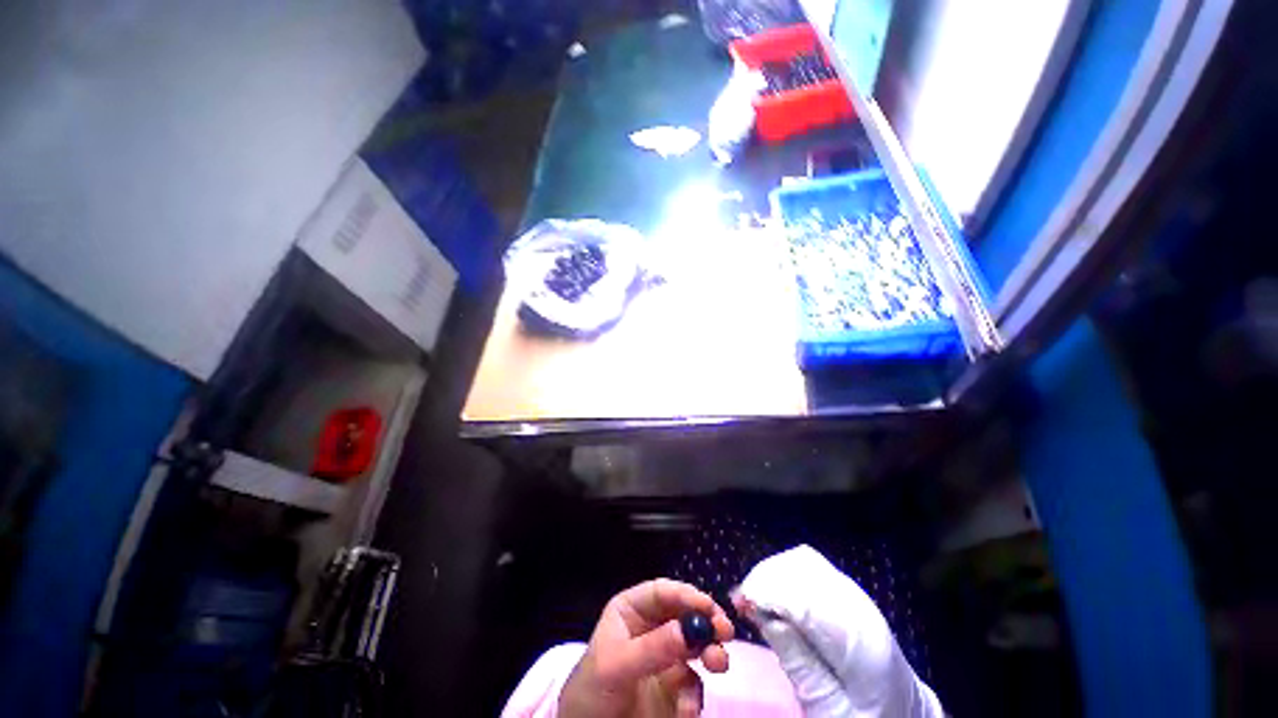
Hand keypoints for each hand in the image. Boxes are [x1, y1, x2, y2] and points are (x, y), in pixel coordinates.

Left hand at [558, 579, 734, 717]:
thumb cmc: (592, 689)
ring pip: (695, 645)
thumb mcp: (616, 665)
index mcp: (631, 610)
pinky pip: (692, 685)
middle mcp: (651, 628)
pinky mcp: (673, 689)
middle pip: (684, 615)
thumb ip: (652, 648)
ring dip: (711, 651)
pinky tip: (688, 709)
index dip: (685, 594)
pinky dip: (695, 695)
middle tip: (725, 630)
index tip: (708, 606)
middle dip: (706, 620)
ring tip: (719, 663)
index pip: (661, 592)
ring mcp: (664, 658)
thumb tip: (689, 630)